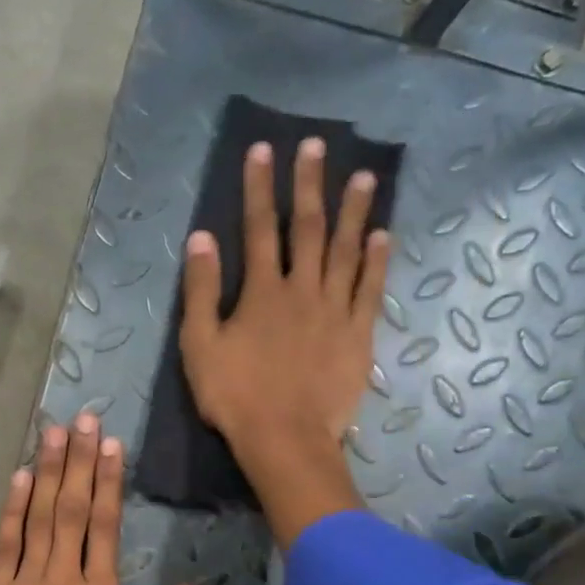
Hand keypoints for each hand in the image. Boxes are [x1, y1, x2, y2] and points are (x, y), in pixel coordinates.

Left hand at [0, 413, 197, 584]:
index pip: (105, 525)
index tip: (112, 444)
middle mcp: (61, 581)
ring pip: (38, 517)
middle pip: (72, 508)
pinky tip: (19, 477)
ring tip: (54, 431)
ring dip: (47, 471)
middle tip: (84, 418)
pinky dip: (11, 509)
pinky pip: (3, 545)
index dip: (109, 480)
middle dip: (79, 459)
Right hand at [179, 137, 388, 546]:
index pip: (258, 228)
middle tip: (316, 145)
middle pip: (306, 228)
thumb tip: (201, 239)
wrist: (285, 440)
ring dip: (353, 211)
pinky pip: (371, 290)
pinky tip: (384, 235)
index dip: (258, 187)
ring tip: (363, 175)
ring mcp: (335, 311)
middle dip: (308, 184)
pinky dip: (378, 261)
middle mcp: (302, 290)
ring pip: (346, 251)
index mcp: (261, 292)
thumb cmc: (235, 396)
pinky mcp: (359, 335)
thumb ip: (201, 291)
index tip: (263, 150)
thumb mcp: (200, 346)